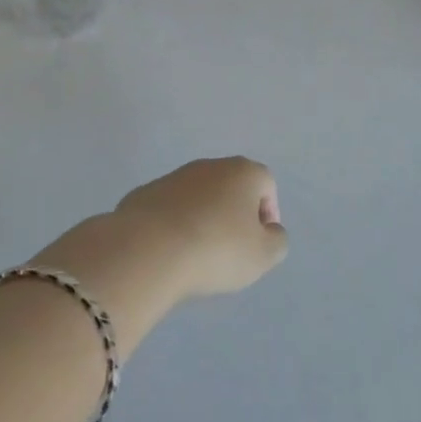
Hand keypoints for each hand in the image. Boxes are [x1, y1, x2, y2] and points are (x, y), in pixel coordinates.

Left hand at [115, 157, 288, 299]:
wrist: (147, 250)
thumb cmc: (216, 249)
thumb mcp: (262, 256)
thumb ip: (276, 241)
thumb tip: (269, 231)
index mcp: (243, 172)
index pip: (266, 184)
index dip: (268, 213)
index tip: (258, 243)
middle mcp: (209, 165)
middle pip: (231, 186)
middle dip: (234, 214)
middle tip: (230, 250)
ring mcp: (173, 177)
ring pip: (198, 197)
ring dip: (202, 218)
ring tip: (196, 255)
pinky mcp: (144, 194)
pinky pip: (169, 209)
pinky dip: (173, 225)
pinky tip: (169, 252)